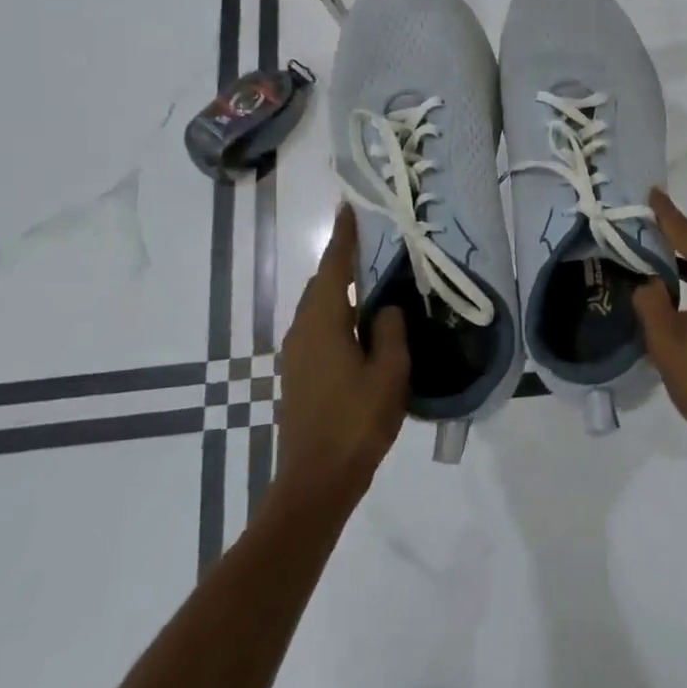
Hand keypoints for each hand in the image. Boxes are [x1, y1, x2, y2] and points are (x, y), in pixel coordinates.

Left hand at [274, 205, 409, 506]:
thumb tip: (385, 307)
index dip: (344, 236)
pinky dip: (337, 310)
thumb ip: (390, 331)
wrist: (316, 479)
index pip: (335, 267)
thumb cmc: (356, 421)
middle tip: (371, 240)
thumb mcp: (389, 372)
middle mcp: (303, 329)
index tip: (349, 208)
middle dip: (343, 259)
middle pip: (323, 282)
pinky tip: (360, 320)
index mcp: (324, 322)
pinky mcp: (299, 371)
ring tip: (371, 275)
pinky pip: (319, 325)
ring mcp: (297, 352)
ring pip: (319, 305)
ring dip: (341, 286)